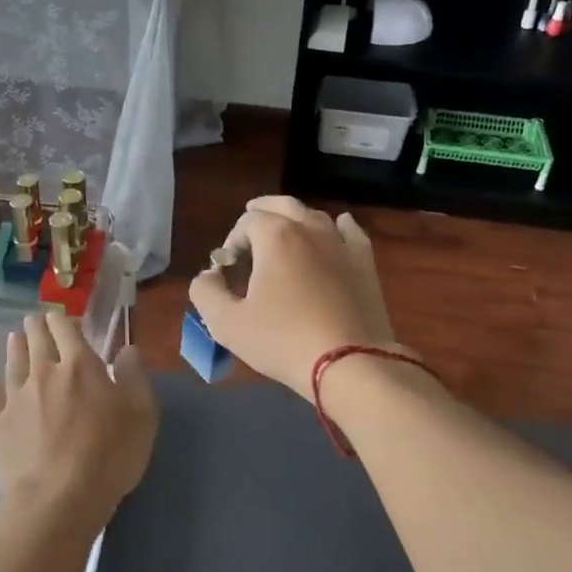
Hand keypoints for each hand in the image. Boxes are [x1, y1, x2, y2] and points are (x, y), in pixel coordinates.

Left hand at [0, 311, 157, 537]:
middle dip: (36, 328)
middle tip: (33, 321)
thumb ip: (134, 377)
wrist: (56, 501)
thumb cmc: (108, 456)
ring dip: (14, 348)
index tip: (59, 316)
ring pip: (13, 364)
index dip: (62, 320)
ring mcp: (15, 399)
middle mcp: (43, 373)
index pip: (66, 330)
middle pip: (36, 341)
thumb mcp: (142, 415)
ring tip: (13, 339)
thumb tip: (126, 349)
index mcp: (79, 366)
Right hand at [188, 196, 400, 400]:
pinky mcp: (366, 265)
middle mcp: (310, 229)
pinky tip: (339, 226)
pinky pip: (352, 233)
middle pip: (282, 205)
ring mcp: (342, 245)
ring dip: (295, 220)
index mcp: (276, 236)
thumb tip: (209, 275)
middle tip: (249, 230)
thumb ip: (205, 291)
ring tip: (285, 234)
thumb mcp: (227, 323)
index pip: (246, 222)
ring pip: (315, 217)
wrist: (350, 365)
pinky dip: (340, 227)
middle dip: (262, 213)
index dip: (232, 243)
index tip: (229, 273)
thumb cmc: (283, 341)